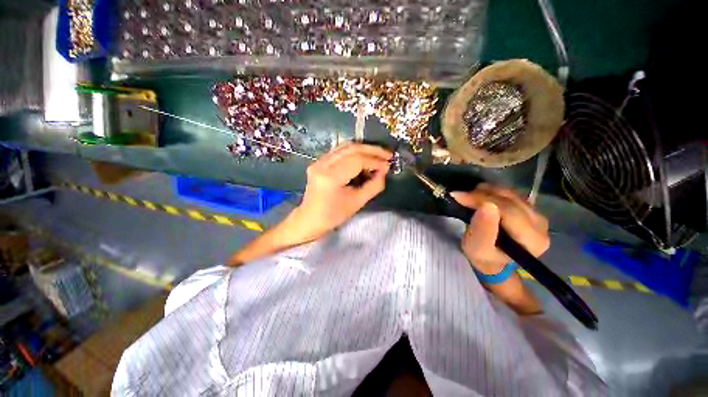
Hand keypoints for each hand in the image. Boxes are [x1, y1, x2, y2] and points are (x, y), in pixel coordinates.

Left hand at [286, 143, 391, 242]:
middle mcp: (322, 164)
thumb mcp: (357, 203)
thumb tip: (384, 170)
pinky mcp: (318, 162)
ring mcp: (318, 161)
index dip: (375, 161)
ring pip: (345, 146)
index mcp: (330, 177)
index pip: (357, 161)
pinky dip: (354, 153)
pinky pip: (339, 151)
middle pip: (351, 148)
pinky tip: (364, 158)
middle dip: (372, 150)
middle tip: (387, 155)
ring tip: (378, 155)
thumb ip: (374, 186)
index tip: (388, 165)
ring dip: (364, 149)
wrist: (310, 219)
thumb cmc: (333, 215)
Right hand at [451, 184, 549, 274]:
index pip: (508, 210)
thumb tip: (486, 206)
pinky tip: (481, 198)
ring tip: (469, 197)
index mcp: (532, 239)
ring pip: (510, 193)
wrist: (495, 261)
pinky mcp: (530, 209)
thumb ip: (482, 230)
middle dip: (482, 195)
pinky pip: (510, 193)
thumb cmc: (485, 258)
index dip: (482, 200)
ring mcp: (537, 215)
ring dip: (486, 192)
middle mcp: (540, 224)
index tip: (459, 197)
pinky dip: (492, 193)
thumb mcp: (477, 249)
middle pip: (510, 199)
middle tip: (461, 196)